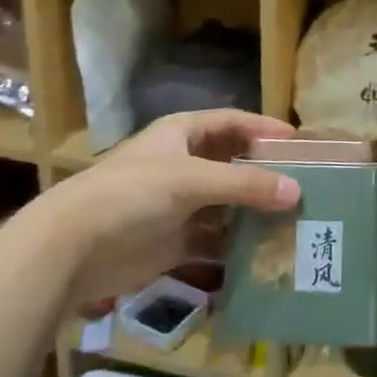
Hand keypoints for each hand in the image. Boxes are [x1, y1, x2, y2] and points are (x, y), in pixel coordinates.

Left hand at [49, 109, 299, 299]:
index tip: (300, 143)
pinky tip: (263, 254)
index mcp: (183, 134)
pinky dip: (235, 246)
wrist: (71, 249)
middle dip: (265, 174)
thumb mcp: (192, 179)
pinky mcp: (172, 241)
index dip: (265, 129)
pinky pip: (213, 240)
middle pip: (232, 164)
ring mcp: (177, 204)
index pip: (233, 123)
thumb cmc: (132, 194)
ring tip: (293, 222)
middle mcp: (183, 164)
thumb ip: (245, 184)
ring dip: (253, 212)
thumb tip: (297, 191)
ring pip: (226, 204)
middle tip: (305, 186)